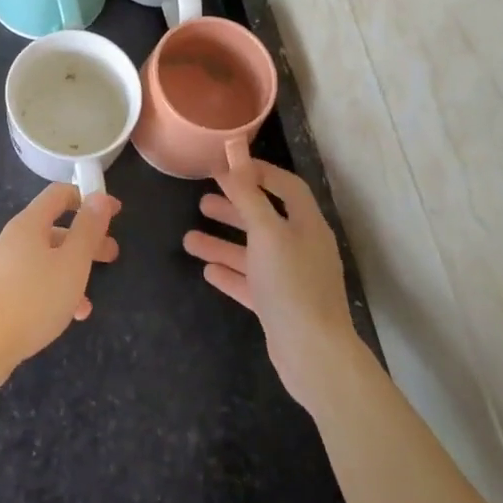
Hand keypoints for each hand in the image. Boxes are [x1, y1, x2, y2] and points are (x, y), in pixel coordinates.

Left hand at [0, 184, 120, 384]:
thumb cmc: (34, 298)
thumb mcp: (72, 263)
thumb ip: (88, 229)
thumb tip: (99, 197)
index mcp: (28, 224)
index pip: (59, 194)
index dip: (88, 197)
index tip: (115, 211)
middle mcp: (11, 238)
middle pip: (54, 228)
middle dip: (86, 240)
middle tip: (111, 256)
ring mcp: (0, 265)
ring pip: (44, 258)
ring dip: (71, 270)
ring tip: (90, 299)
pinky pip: (31, 280)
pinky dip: (53, 289)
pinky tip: (68, 314)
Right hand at [183, 159, 363, 412]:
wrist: (313, 354)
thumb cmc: (291, 284)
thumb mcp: (266, 232)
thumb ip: (247, 192)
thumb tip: (233, 148)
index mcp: (306, 225)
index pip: (286, 186)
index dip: (259, 172)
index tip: (227, 166)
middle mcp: (302, 248)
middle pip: (265, 219)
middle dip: (234, 208)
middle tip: (201, 201)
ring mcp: (291, 279)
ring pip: (253, 253)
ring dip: (223, 243)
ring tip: (189, 239)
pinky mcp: (279, 307)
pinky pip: (251, 282)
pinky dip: (230, 273)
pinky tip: (207, 270)